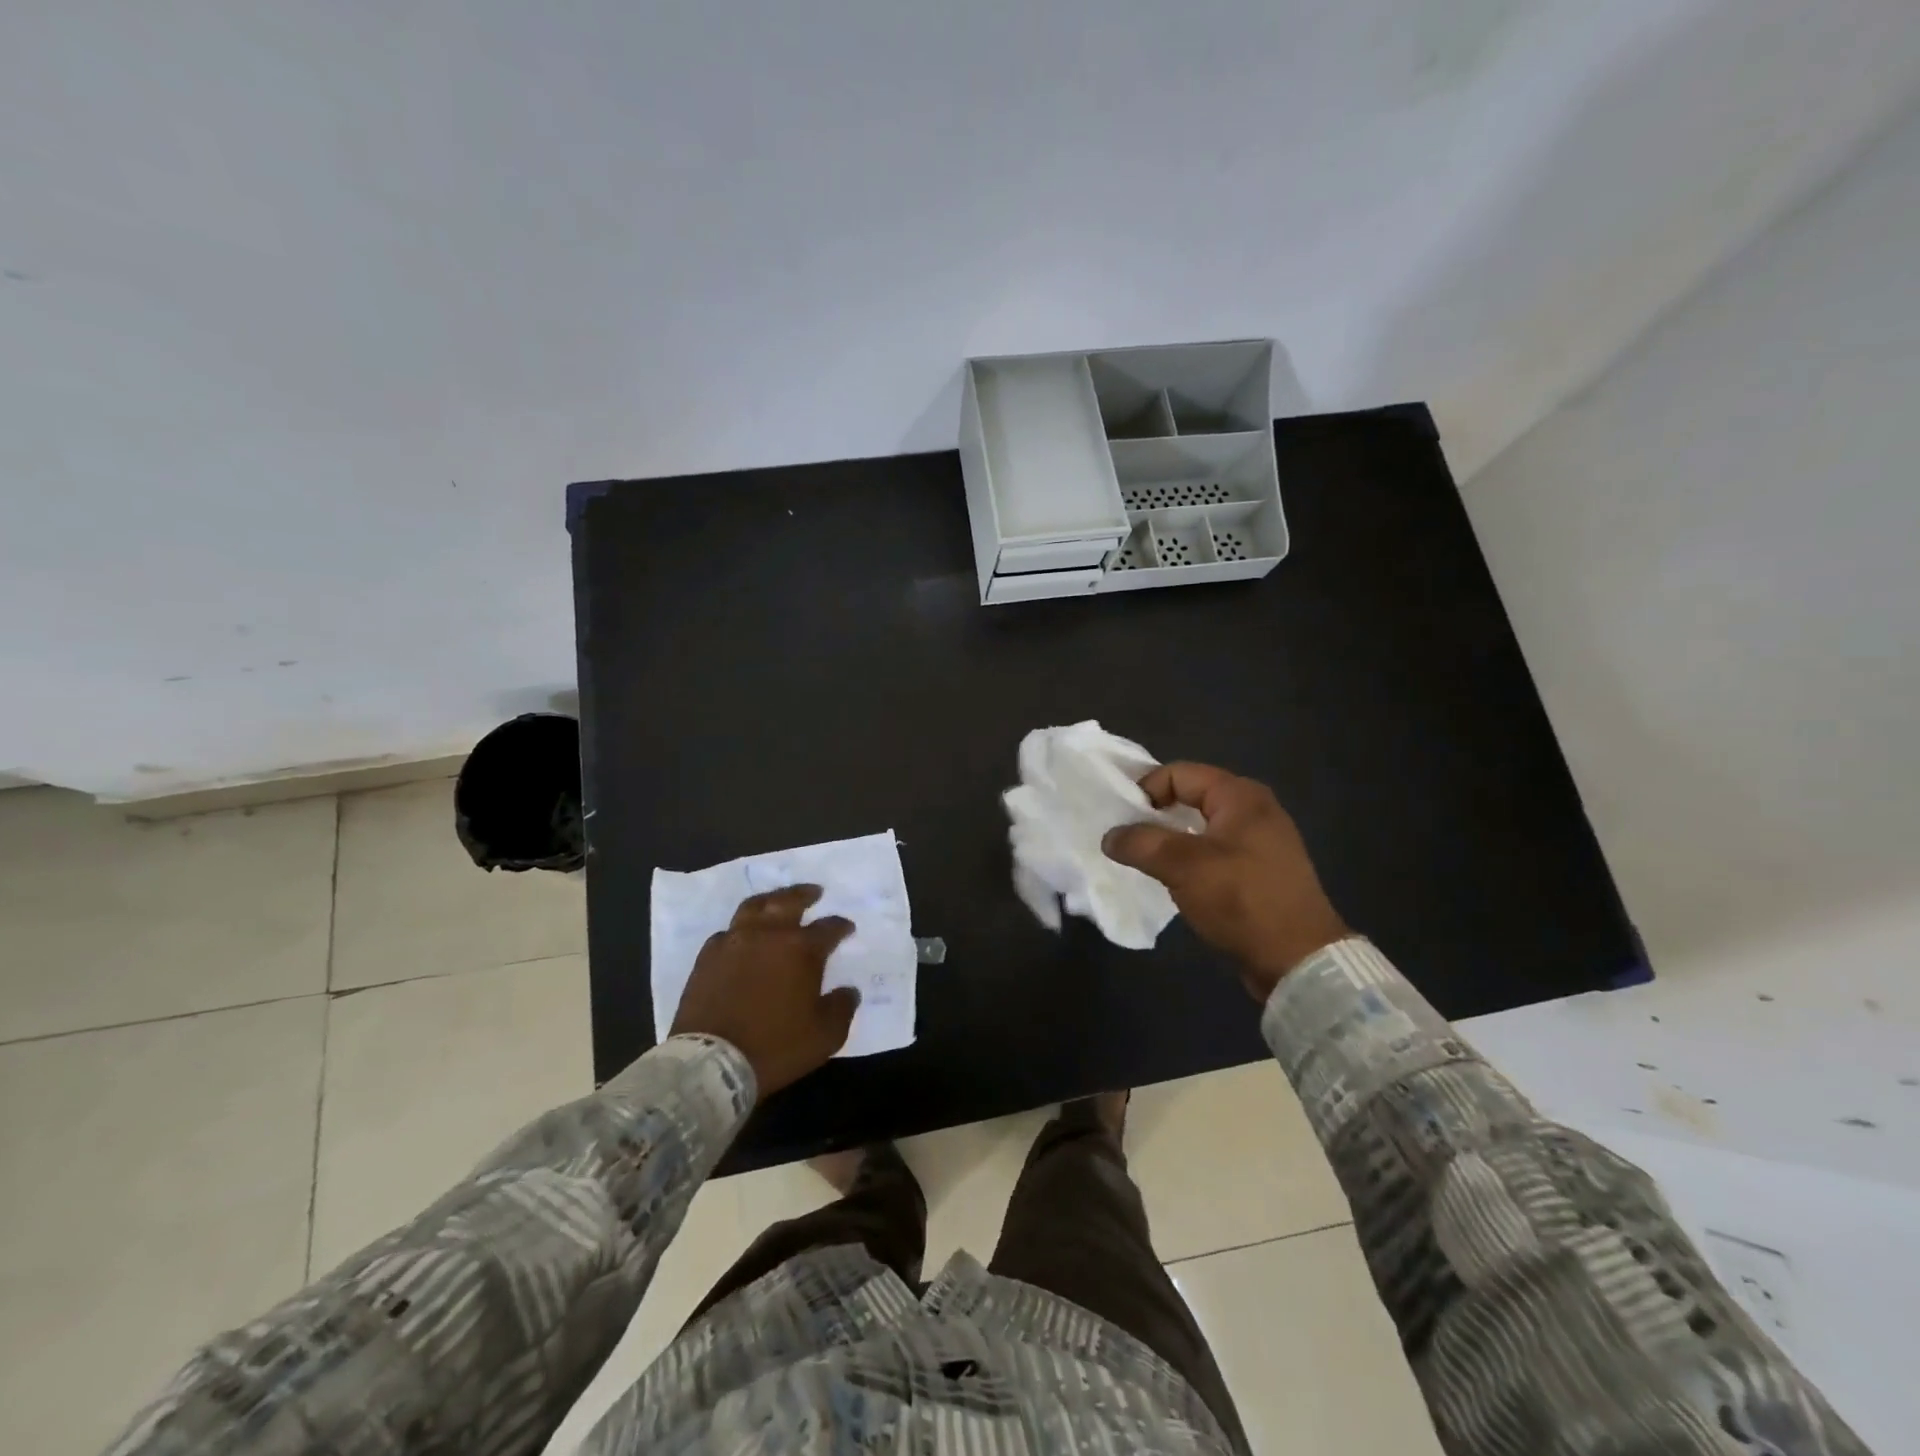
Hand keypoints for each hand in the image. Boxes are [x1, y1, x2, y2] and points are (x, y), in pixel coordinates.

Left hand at [670, 885, 858, 1096]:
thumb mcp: (825, 1036)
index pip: (828, 928)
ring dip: (771, 900)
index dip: (841, 926)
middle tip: (814, 892)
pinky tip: (743, 937)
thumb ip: (842, 1008)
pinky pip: (727, 932)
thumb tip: (848, 991)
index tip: (847, 928)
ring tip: (777, 901)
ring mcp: (734, 942)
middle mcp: (768, 935)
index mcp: (801, 949)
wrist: (712, 1063)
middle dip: (805, 894)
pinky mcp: (707, 957)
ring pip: (754, 906)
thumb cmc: (775, 1047)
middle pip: (789, 901)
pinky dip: (740, 929)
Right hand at [1102, 762, 1348, 999]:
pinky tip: (1177, 881)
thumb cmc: (1241, 900)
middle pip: (1191, 796)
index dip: (1146, 790)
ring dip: (1172, 839)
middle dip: (1156, 814)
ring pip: (1202, 826)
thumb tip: (1110, 836)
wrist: (1299, 960)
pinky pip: (1216, 851)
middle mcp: (1255, 809)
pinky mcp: (1262, 870)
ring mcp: (1262, 841)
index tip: (1121, 820)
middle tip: (1129, 838)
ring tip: (1147, 860)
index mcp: (1240, 796)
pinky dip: (1192, 858)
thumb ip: (1141, 843)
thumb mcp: (1183, 867)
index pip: (1179, 773)